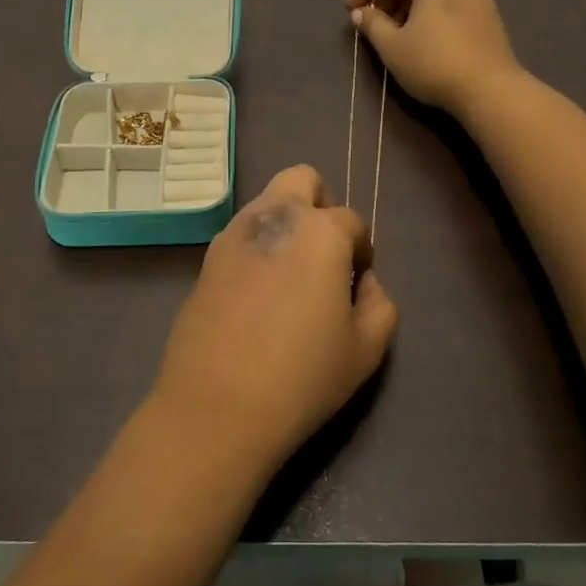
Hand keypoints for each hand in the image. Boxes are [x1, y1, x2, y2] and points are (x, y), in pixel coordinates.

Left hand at [151, 166, 398, 475]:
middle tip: (324, 254)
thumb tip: (363, 281)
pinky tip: (258, 293)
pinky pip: (241, 233)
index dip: (361, 250)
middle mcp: (275, 216)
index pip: (352, 220)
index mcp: (320, 231)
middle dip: (320, 205)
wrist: (216, 406)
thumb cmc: (302, 376)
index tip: (357, 282)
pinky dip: (257, 246)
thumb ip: (379, 304)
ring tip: (290, 277)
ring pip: (267, 202)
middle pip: (302, 180)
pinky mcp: (206, 257)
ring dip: (285, 223)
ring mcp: (234, 233)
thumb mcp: (365, 349)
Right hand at [345, 0, 520, 115]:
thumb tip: (360, 12)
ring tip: (394, 27)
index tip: (351, 11)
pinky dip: (428, 5)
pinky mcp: (486, 11)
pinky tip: (421, 32)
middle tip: (373, 16)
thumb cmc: (435, 64)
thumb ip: (372, 24)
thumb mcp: (392, 46)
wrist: (491, 90)